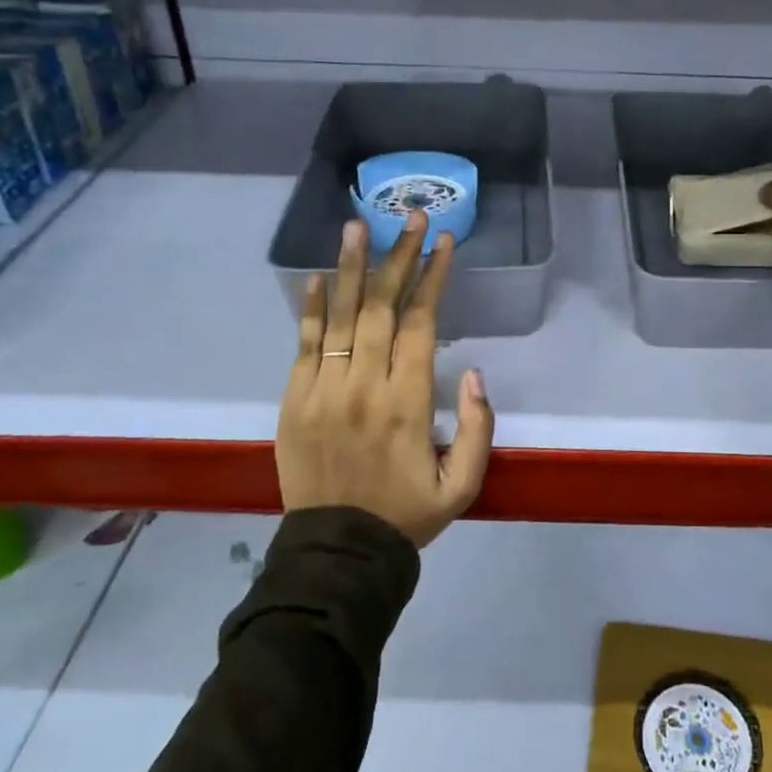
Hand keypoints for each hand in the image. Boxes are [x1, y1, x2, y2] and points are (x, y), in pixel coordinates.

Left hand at [277, 211, 494, 547]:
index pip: (420, 323)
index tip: (444, 242)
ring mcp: (322, 391)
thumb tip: (473, 372)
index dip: (433, 278)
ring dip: (350, 267)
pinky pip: (302, 345)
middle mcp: (364, 386)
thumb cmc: (407, 515)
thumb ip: (478, 428)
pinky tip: (317, 275)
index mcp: (408, 403)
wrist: (337, 554)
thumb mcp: (464, 485)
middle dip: (399, 256)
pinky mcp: (293, 401)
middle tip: (410, 216)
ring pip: (339, 316)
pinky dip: (310, 308)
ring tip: (357, 225)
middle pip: (380, 306)